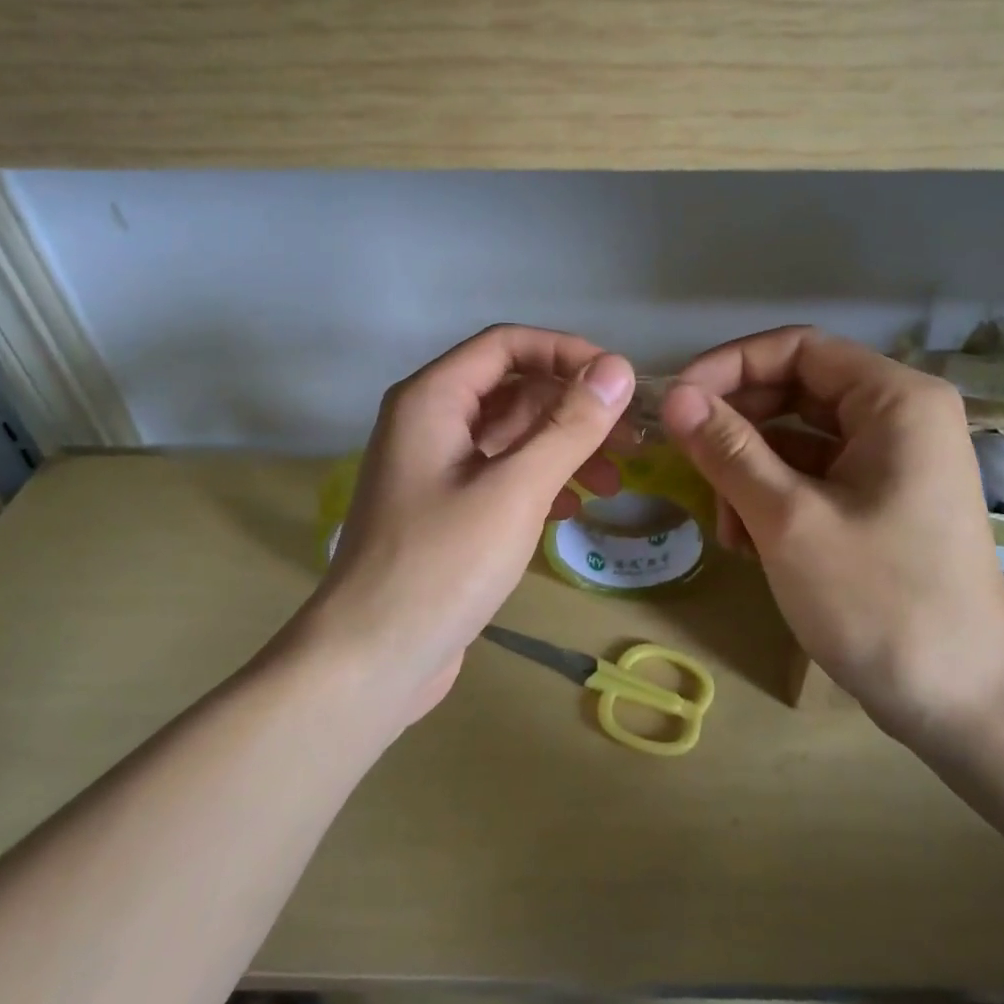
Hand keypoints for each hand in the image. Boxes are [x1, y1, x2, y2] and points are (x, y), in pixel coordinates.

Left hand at [306, 325, 635, 723]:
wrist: (372, 659)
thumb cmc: (442, 565)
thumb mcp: (516, 489)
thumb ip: (569, 426)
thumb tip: (617, 369)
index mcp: (432, 398)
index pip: (507, 344)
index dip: (567, 352)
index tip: (619, 383)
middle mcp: (428, 421)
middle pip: (513, 389)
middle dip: (573, 408)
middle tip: (631, 440)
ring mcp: (435, 468)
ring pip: (511, 435)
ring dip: (563, 449)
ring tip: (613, 483)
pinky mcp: (445, 509)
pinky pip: (501, 474)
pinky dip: (540, 482)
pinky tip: (572, 511)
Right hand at [662, 326, 1003, 746]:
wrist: (960, 702)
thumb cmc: (878, 601)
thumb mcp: (789, 519)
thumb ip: (728, 449)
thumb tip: (674, 396)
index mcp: (896, 400)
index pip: (797, 348)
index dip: (729, 366)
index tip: (675, 403)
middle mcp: (899, 417)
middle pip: (795, 390)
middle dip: (736, 428)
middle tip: (686, 464)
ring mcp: (891, 461)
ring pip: (796, 437)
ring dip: (748, 472)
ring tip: (725, 527)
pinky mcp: (879, 500)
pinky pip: (812, 475)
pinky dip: (772, 498)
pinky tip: (748, 543)